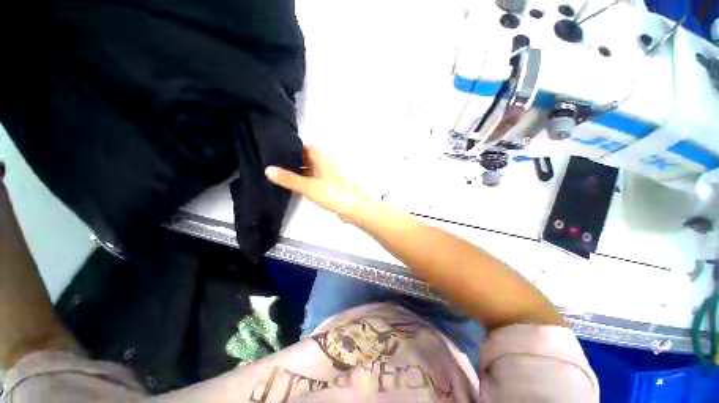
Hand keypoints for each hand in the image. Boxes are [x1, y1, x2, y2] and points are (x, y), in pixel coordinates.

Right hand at [265, 146, 369, 220]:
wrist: (355, 209)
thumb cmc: (334, 194)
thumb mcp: (309, 187)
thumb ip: (289, 179)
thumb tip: (269, 169)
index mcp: (322, 159)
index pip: (305, 148)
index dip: (292, 149)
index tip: (278, 153)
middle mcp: (327, 164)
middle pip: (308, 159)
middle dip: (294, 162)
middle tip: (277, 166)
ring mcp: (330, 175)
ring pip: (312, 170)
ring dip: (300, 172)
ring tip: (283, 176)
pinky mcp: (332, 186)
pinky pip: (317, 180)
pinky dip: (308, 181)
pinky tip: (299, 187)